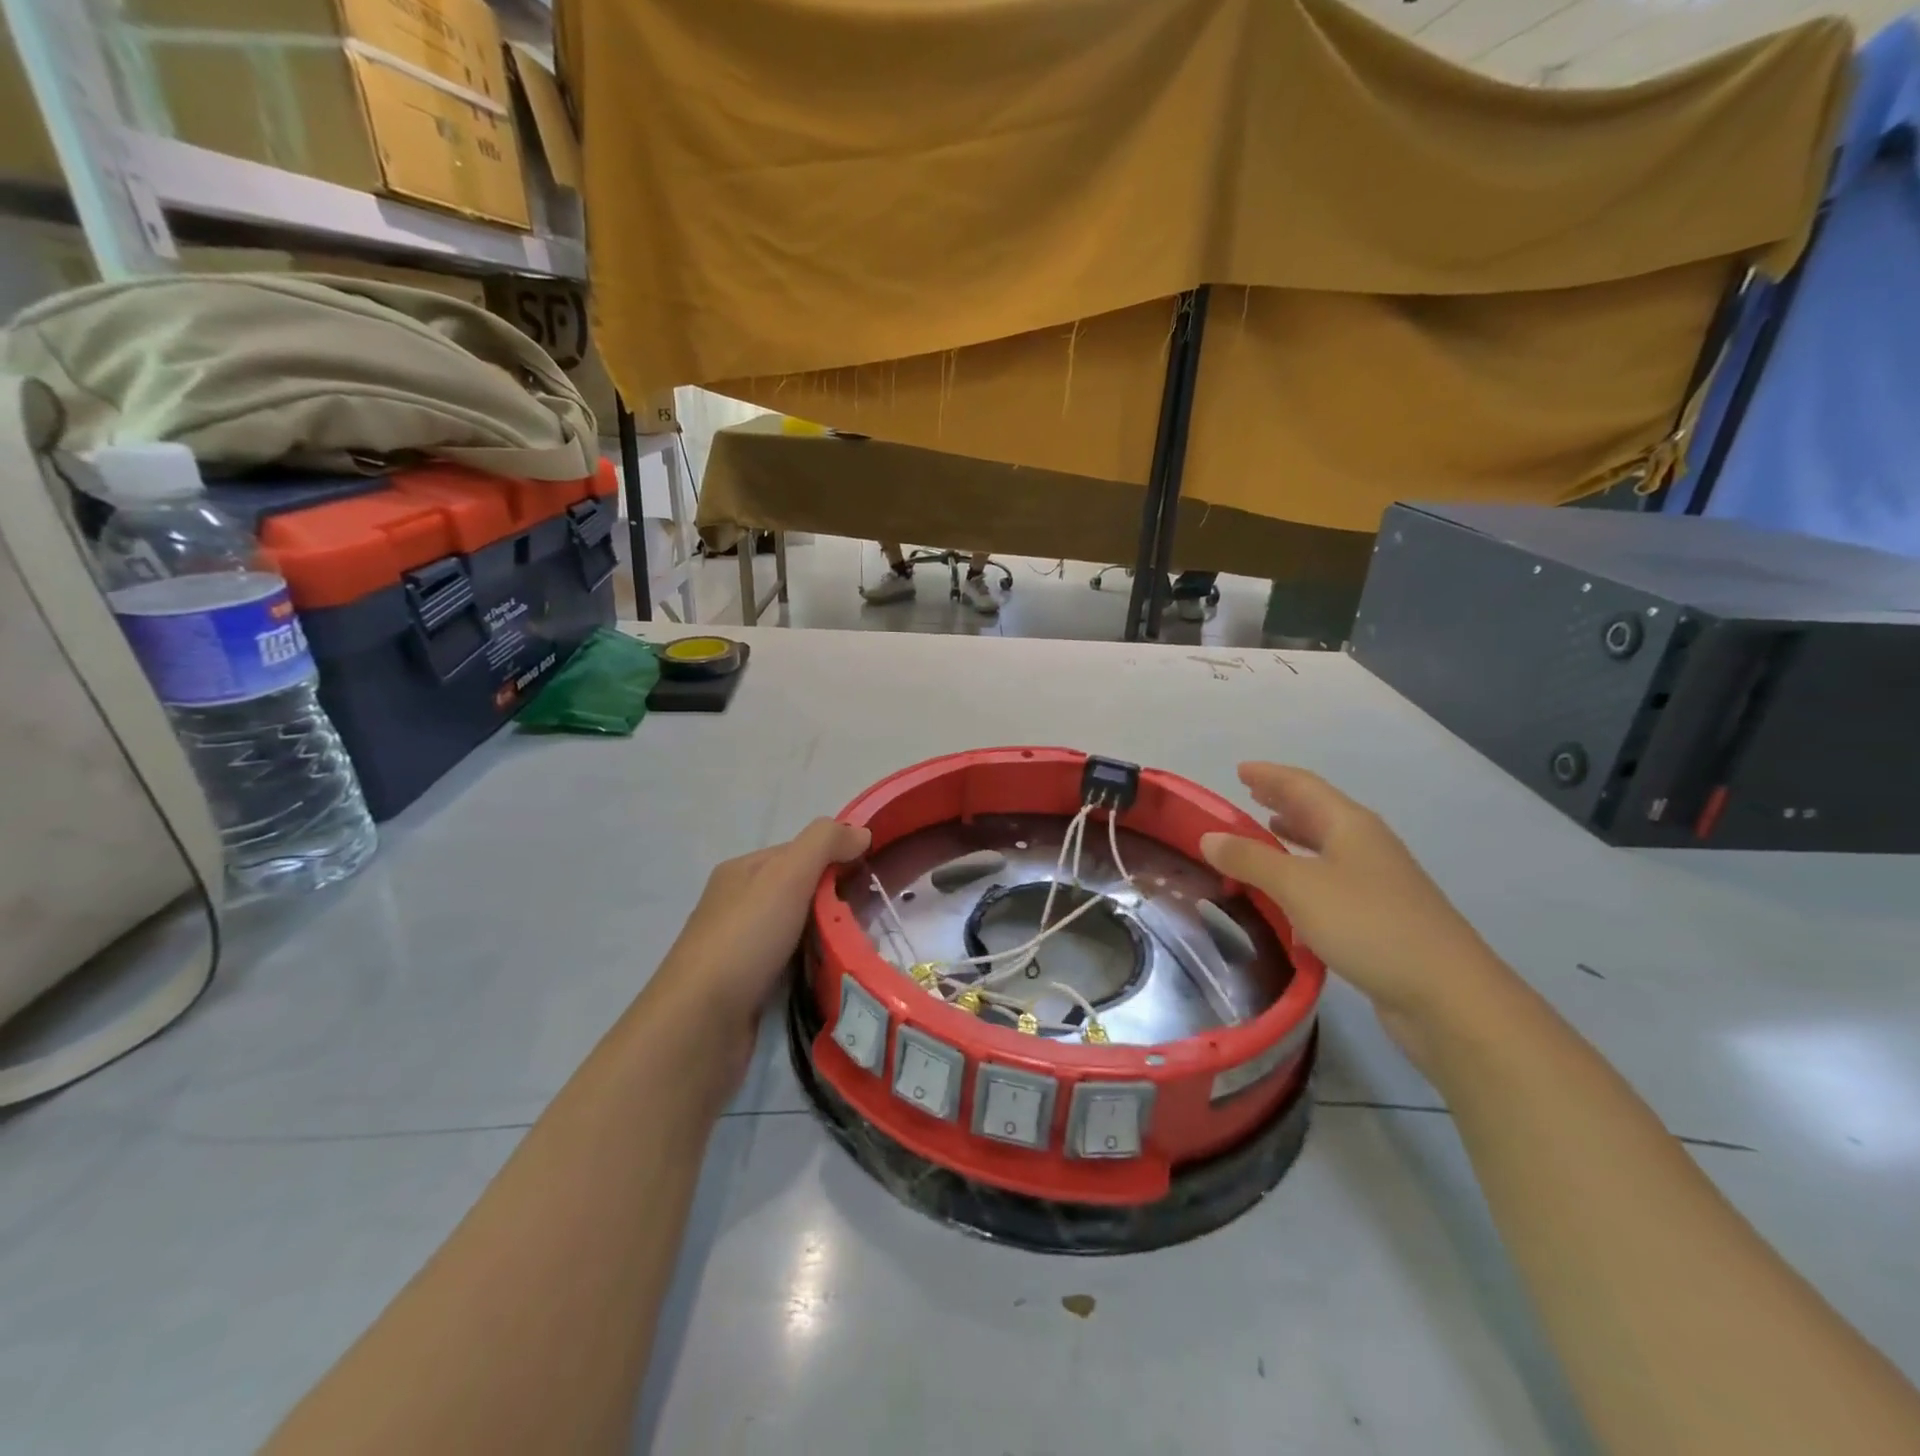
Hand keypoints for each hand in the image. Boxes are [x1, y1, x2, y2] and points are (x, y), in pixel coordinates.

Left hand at [641, 818, 870, 1082]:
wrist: (699, 1026)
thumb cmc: (745, 940)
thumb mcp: (787, 876)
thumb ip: (824, 844)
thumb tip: (861, 832)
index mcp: (742, 872)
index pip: (800, 852)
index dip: (836, 857)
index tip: (872, 876)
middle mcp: (738, 905)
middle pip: (800, 891)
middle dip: (836, 900)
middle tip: (874, 915)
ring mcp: (741, 948)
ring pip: (798, 930)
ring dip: (828, 936)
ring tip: (865, 946)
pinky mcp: (748, 988)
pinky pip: (792, 965)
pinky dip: (814, 966)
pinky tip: (836, 974)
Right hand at [1199, 763, 1511, 1053]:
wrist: (1447, 995)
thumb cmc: (1368, 925)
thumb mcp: (1299, 887)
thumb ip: (1251, 859)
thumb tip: (1208, 837)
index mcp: (1350, 825)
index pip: (1303, 786)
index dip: (1270, 775)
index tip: (1239, 769)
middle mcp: (1366, 846)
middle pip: (1318, 812)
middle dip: (1282, 800)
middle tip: (1249, 794)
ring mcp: (1377, 882)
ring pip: (1326, 847)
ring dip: (1294, 836)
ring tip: (1265, 831)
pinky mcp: (1379, 918)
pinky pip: (1331, 881)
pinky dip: (1304, 875)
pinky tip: (1289, 894)